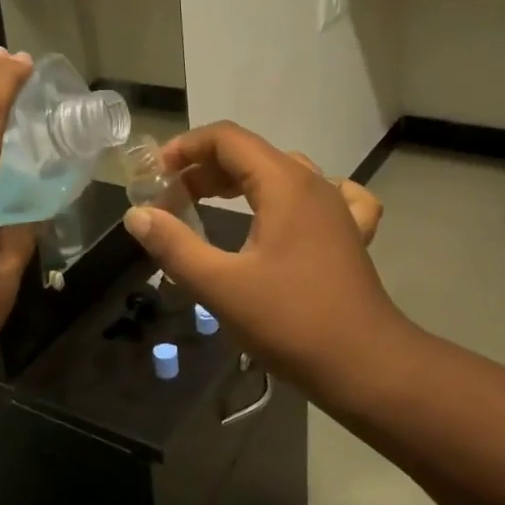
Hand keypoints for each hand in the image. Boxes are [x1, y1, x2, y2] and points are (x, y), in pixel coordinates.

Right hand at [124, 121, 405, 388]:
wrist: (367, 366)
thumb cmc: (291, 322)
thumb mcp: (221, 286)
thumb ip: (174, 246)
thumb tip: (137, 215)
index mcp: (284, 183)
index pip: (227, 138)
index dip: (185, 148)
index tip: (155, 176)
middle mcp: (314, 183)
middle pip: (251, 153)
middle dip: (204, 169)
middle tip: (171, 201)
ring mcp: (338, 207)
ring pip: (282, 173)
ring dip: (240, 181)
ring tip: (209, 205)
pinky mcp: (351, 234)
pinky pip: (323, 196)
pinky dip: (293, 197)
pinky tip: (287, 216)